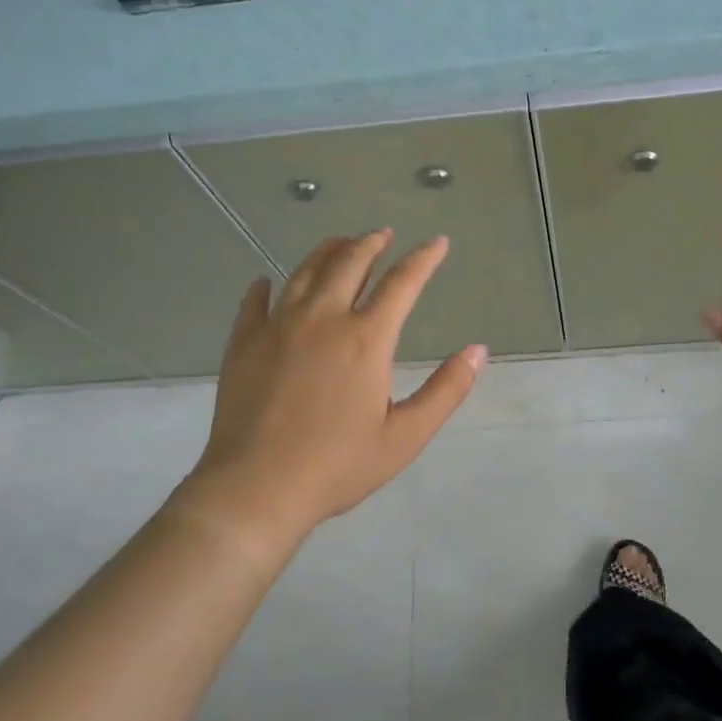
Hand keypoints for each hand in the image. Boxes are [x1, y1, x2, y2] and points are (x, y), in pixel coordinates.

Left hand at [188, 229, 484, 542]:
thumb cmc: (337, 465)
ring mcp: (278, 326)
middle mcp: (322, 318)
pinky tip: (267, 282)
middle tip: (383, 233)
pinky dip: (266, 286)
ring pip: (305, 272)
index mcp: (366, 338)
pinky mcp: (244, 342)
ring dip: (327, 251)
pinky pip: (255, 301)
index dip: (423, 258)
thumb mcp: (405, 436)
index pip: (402, 283)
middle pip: (349, 262)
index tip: (437, 242)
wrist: (256, 487)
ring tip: (340, 243)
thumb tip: (478, 350)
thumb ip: (446, 390)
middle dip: (371, 242)